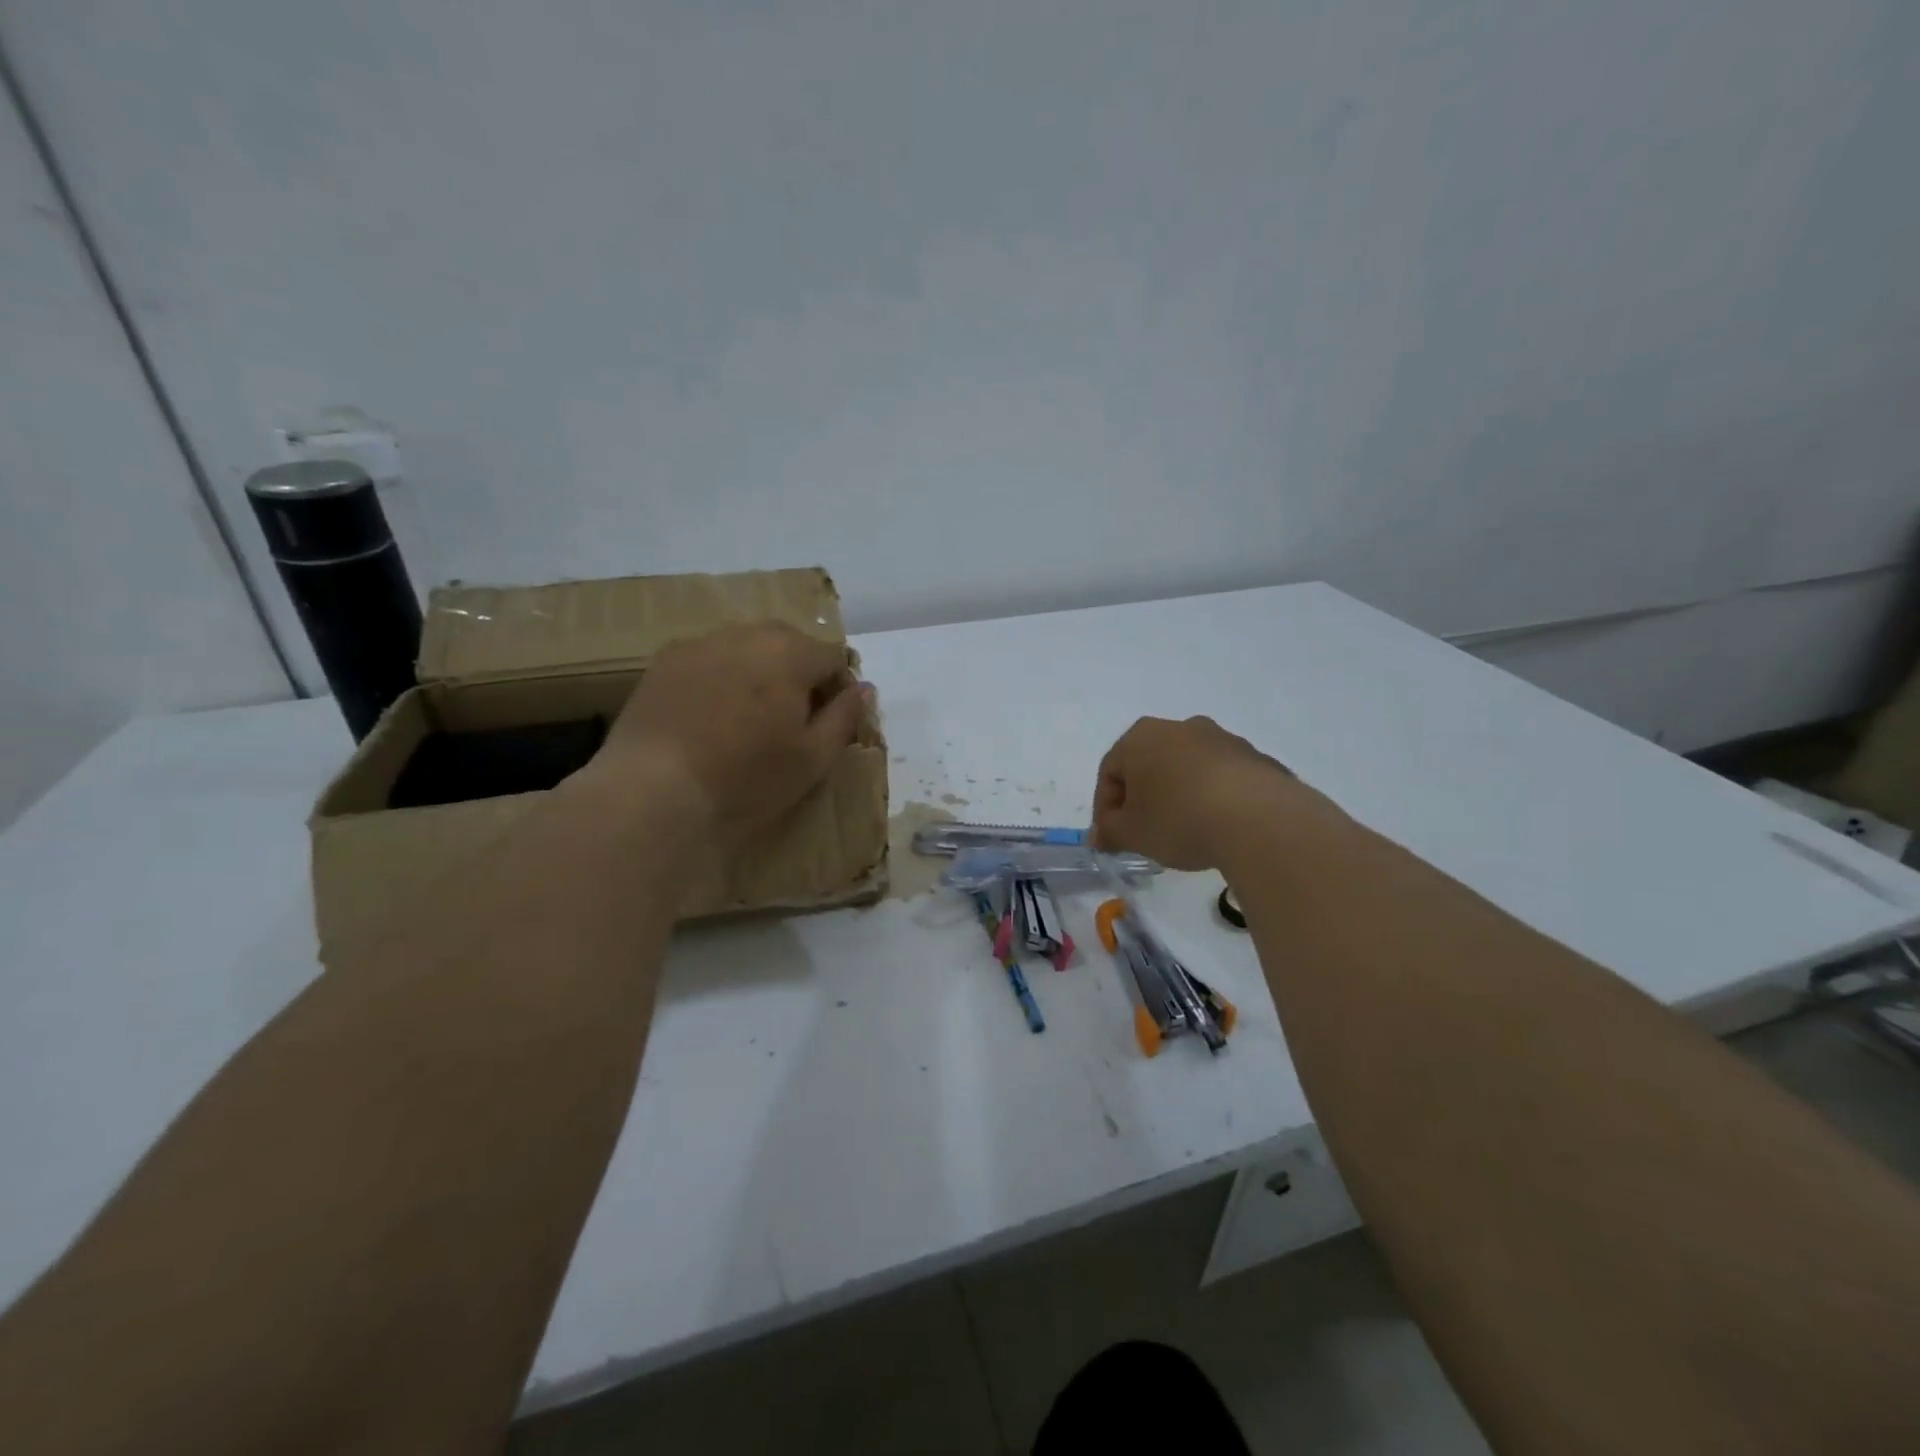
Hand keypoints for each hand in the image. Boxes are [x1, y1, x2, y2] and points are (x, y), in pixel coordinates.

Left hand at [581, 622, 870, 843]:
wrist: (655, 789)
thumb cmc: (746, 777)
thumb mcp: (813, 758)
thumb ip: (845, 717)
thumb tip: (865, 688)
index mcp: (790, 652)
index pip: (833, 657)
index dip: (839, 689)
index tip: (829, 724)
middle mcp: (747, 633)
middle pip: (790, 644)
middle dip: (799, 674)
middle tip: (791, 720)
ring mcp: (701, 643)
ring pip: (747, 648)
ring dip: (759, 671)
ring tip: (748, 717)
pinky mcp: (665, 660)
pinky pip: (710, 659)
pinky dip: (721, 677)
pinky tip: (710, 716)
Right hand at [1091, 716, 1299, 870]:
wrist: (1259, 819)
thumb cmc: (1179, 819)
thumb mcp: (1132, 834)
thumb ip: (1109, 832)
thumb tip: (1100, 834)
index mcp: (1141, 737)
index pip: (1110, 771)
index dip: (1105, 808)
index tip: (1112, 838)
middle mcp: (1179, 727)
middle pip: (1148, 765)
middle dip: (1142, 798)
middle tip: (1144, 833)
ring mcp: (1221, 739)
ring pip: (1186, 769)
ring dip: (1178, 796)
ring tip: (1184, 832)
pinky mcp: (1254, 757)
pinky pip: (1221, 778)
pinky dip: (1212, 798)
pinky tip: (1218, 827)